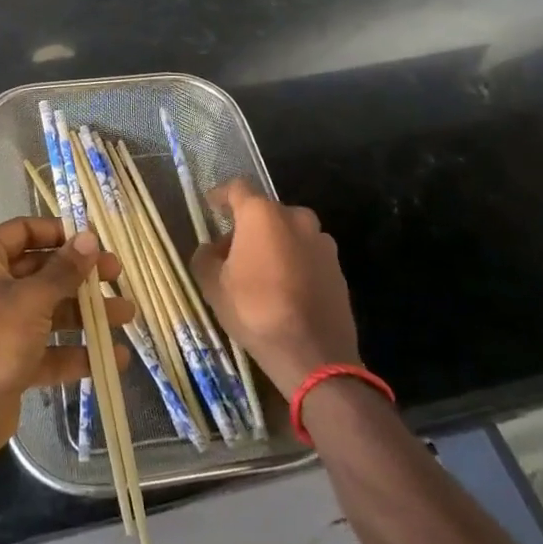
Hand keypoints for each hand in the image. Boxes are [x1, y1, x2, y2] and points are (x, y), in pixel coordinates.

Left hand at [0, 216, 134, 460]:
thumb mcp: (32, 300)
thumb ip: (64, 270)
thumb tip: (90, 238)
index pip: (24, 231)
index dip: (60, 233)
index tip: (94, 240)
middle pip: (41, 271)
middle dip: (81, 276)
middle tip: (117, 275)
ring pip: (48, 310)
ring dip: (86, 314)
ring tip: (127, 315)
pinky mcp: (9, 359)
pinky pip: (46, 348)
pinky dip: (75, 352)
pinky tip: (112, 358)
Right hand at [191, 179, 359, 397]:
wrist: (314, 355)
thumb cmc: (256, 311)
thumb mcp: (213, 286)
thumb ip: (204, 258)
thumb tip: (210, 250)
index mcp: (262, 214)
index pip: (237, 188)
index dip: (221, 195)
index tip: (211, 206)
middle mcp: (296, 218)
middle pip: (265, 212)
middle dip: (247, 226)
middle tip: (231, 251)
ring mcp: (321, 242)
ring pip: (289, 233)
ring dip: (273, 243)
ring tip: (259, 272)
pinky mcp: (337, 268)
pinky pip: (307, 254)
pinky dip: (293, 262)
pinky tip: (284, 289)